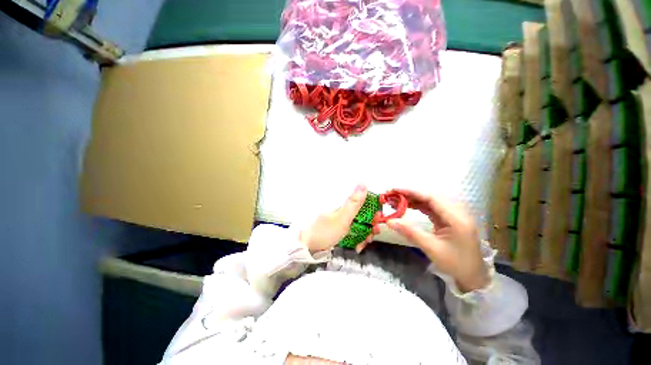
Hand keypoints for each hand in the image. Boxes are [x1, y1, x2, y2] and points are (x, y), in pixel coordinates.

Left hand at [299, 185, 367, 252]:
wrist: (306, 246)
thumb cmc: (323, 231)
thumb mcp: (341, 218)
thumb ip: (353, 202)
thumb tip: (363, 183)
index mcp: (340, 200)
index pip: (361, 198)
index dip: (372, 207)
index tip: (377, 218)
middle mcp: (341, 206)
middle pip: (361, 211)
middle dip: (369, 224)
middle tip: (372, 234)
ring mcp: (339, 216)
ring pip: (358, 221)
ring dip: (364, 232)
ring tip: (364, 243)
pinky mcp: (338, 225)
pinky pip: (352, 228)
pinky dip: (357, 236)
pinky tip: (358, 244)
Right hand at [384, 189, 488, 292]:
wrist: (473, 276)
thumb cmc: (455, 264)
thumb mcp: (431, 248)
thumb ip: (410, 232)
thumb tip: (389, 221)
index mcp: (457, 218)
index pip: (432, 198)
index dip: (412, 192)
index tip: (395, 190)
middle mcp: (458, 212)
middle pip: (431, 196)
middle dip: (411, 194)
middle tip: (392, 195)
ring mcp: (454, 215)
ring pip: (431, 201)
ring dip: (414, 199)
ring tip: (397, 200)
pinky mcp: (450, 218)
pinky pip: (432, 207)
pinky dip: (419, 205)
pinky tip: (408, 206)